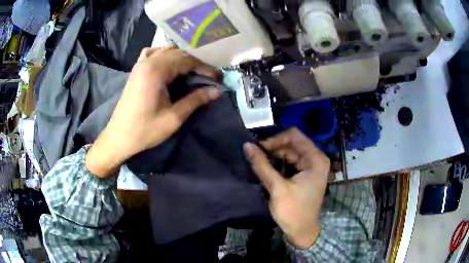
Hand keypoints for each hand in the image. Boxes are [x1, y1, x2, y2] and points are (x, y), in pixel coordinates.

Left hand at [86, 45, 220, 177]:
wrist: (119, 137)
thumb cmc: (145, 130)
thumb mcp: (174, 118)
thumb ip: (196, 100)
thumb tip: (217, 91)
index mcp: (157, 70)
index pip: (188, 60)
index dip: (205, 67)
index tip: (217, 77)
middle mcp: (149, 61)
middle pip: (179, 53)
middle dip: (196, 62)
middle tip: (209, 75)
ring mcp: (141, 63)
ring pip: (167, 50)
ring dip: (182, 57)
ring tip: (193, 70)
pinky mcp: (136, 69)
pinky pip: (153, 53)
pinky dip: (164, 54)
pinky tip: (169, 63)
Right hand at [243, 128, 329, 248]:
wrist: (301, 231)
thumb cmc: (293, 211)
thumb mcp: (277, 188)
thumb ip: (262, 165)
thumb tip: (246, 145)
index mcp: (315, 159)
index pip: (294, 135)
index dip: (275, 139)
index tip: (259, 149)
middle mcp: (315, 158)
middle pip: (291, 143)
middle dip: (273, 148)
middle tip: (255, 156)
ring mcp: (310, 166)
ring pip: (288, 152)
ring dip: (273, 156)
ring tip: (258, 163)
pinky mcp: (304, 173)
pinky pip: (289, 162)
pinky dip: (277, 163)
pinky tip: (266, 168)